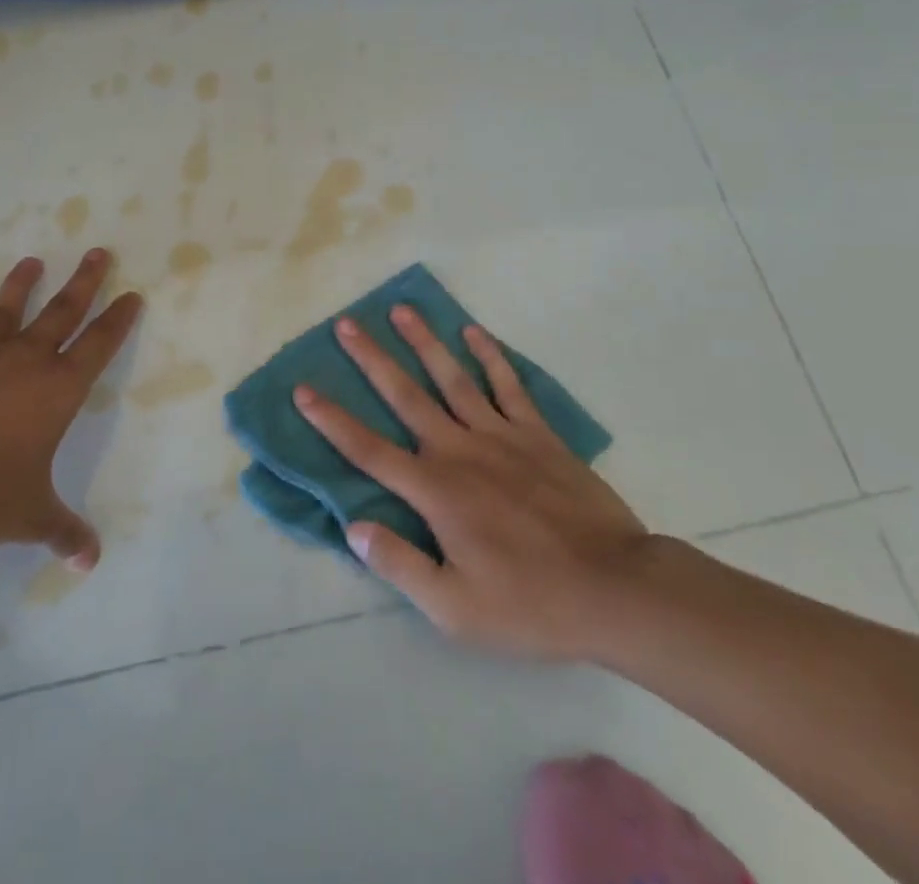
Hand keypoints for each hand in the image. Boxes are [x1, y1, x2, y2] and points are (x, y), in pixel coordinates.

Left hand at [0, 249, 142, 568]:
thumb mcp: (27, 518)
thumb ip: (63, 532)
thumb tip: (90, 561)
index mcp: (55, 389)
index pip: (99, 344)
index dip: (118, 319)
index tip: (132, 294)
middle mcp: (21, 361)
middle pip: (62, 311)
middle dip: (84, 281)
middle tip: (97, 252)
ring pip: (5, 311)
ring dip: (20, 286)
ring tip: (31, 261)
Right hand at [296, 307, 650, 662]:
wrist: (615, 589)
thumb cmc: (530, 603)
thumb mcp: (455, 609)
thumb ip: (400, 564)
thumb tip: (353, 526)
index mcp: (435, 491)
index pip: (369, 450)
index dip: (332, 420)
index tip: (303, 389)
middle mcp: (459, 450)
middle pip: (405, 396)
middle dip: (371, 359)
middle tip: (346, 324)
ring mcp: (501, 435)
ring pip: (453, 378)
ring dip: (424, 342)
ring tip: (402, 310)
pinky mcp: (537, 434)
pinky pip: (509, 385)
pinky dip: (491, 356)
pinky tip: (474, 331)